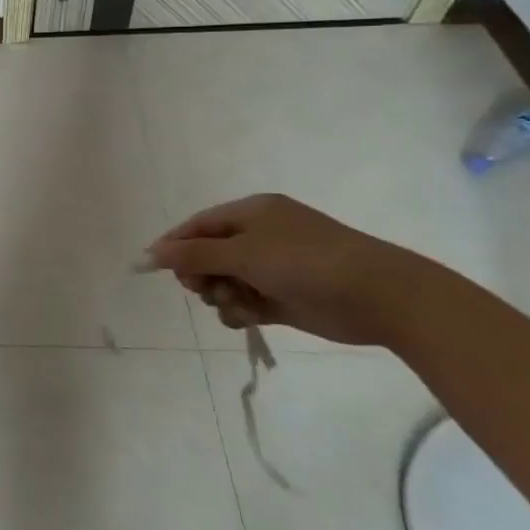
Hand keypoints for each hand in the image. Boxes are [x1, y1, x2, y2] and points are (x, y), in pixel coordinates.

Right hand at [146, 193, 426, 347]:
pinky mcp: (285, 297)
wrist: (379, 296)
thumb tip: (150, 253)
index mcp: (252, 213)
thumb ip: (193, 254)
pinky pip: (247, 301)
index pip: (198, 225)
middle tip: (200, 288)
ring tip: (234, 304)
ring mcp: (274, 268)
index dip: (174, 245)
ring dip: (221, 295)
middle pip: (209, 254)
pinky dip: (240, 310)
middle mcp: (261, 236)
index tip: (152, 268)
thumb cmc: (304, 262)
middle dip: (201, 273)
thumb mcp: (242, 253)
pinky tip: (247, 316)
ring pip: (226, 281)